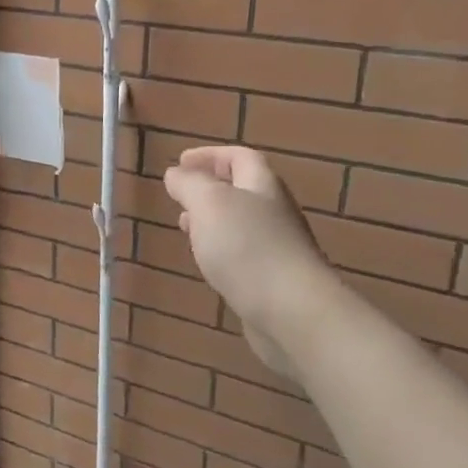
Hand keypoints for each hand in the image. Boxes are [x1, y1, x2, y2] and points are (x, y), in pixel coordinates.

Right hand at [163, 146, 328, 367]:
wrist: (292, 311)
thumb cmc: (247, 248)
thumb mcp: (209, 203)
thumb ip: (190, 184)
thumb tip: (176, 173)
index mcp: (262, 186)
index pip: (239, 157)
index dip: (210, 155)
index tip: (181, 162)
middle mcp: (274, 212)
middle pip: (242, 189)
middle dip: (209, 188)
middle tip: (180, 196)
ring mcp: (276, 248)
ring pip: (240, 223)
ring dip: (211, 220)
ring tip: (185, 227)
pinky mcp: (271, 280)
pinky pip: (242, 254)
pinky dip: (219, 250)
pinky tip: (206, 263)